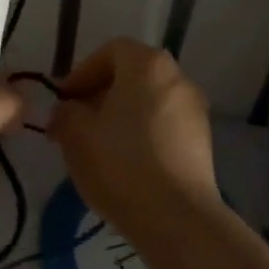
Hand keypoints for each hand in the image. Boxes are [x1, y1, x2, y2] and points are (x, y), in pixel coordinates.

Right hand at [47, 39, 221, 237]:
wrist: (176, 218)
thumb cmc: (120, 164)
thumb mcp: (75, 134)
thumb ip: (65, 112)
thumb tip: (67, 110)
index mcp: (147, 65)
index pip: (111, 51)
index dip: (83, 71)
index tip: (65, 100)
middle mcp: (177, 78)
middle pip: (133, 74)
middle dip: (102, 93)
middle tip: (77, 121)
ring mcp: (196, 110)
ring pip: (149, 101)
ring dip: (122, 115)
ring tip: (99, 145)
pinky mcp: (203, 142)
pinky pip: (165, 125)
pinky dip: (143, 133)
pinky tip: (126, 163)